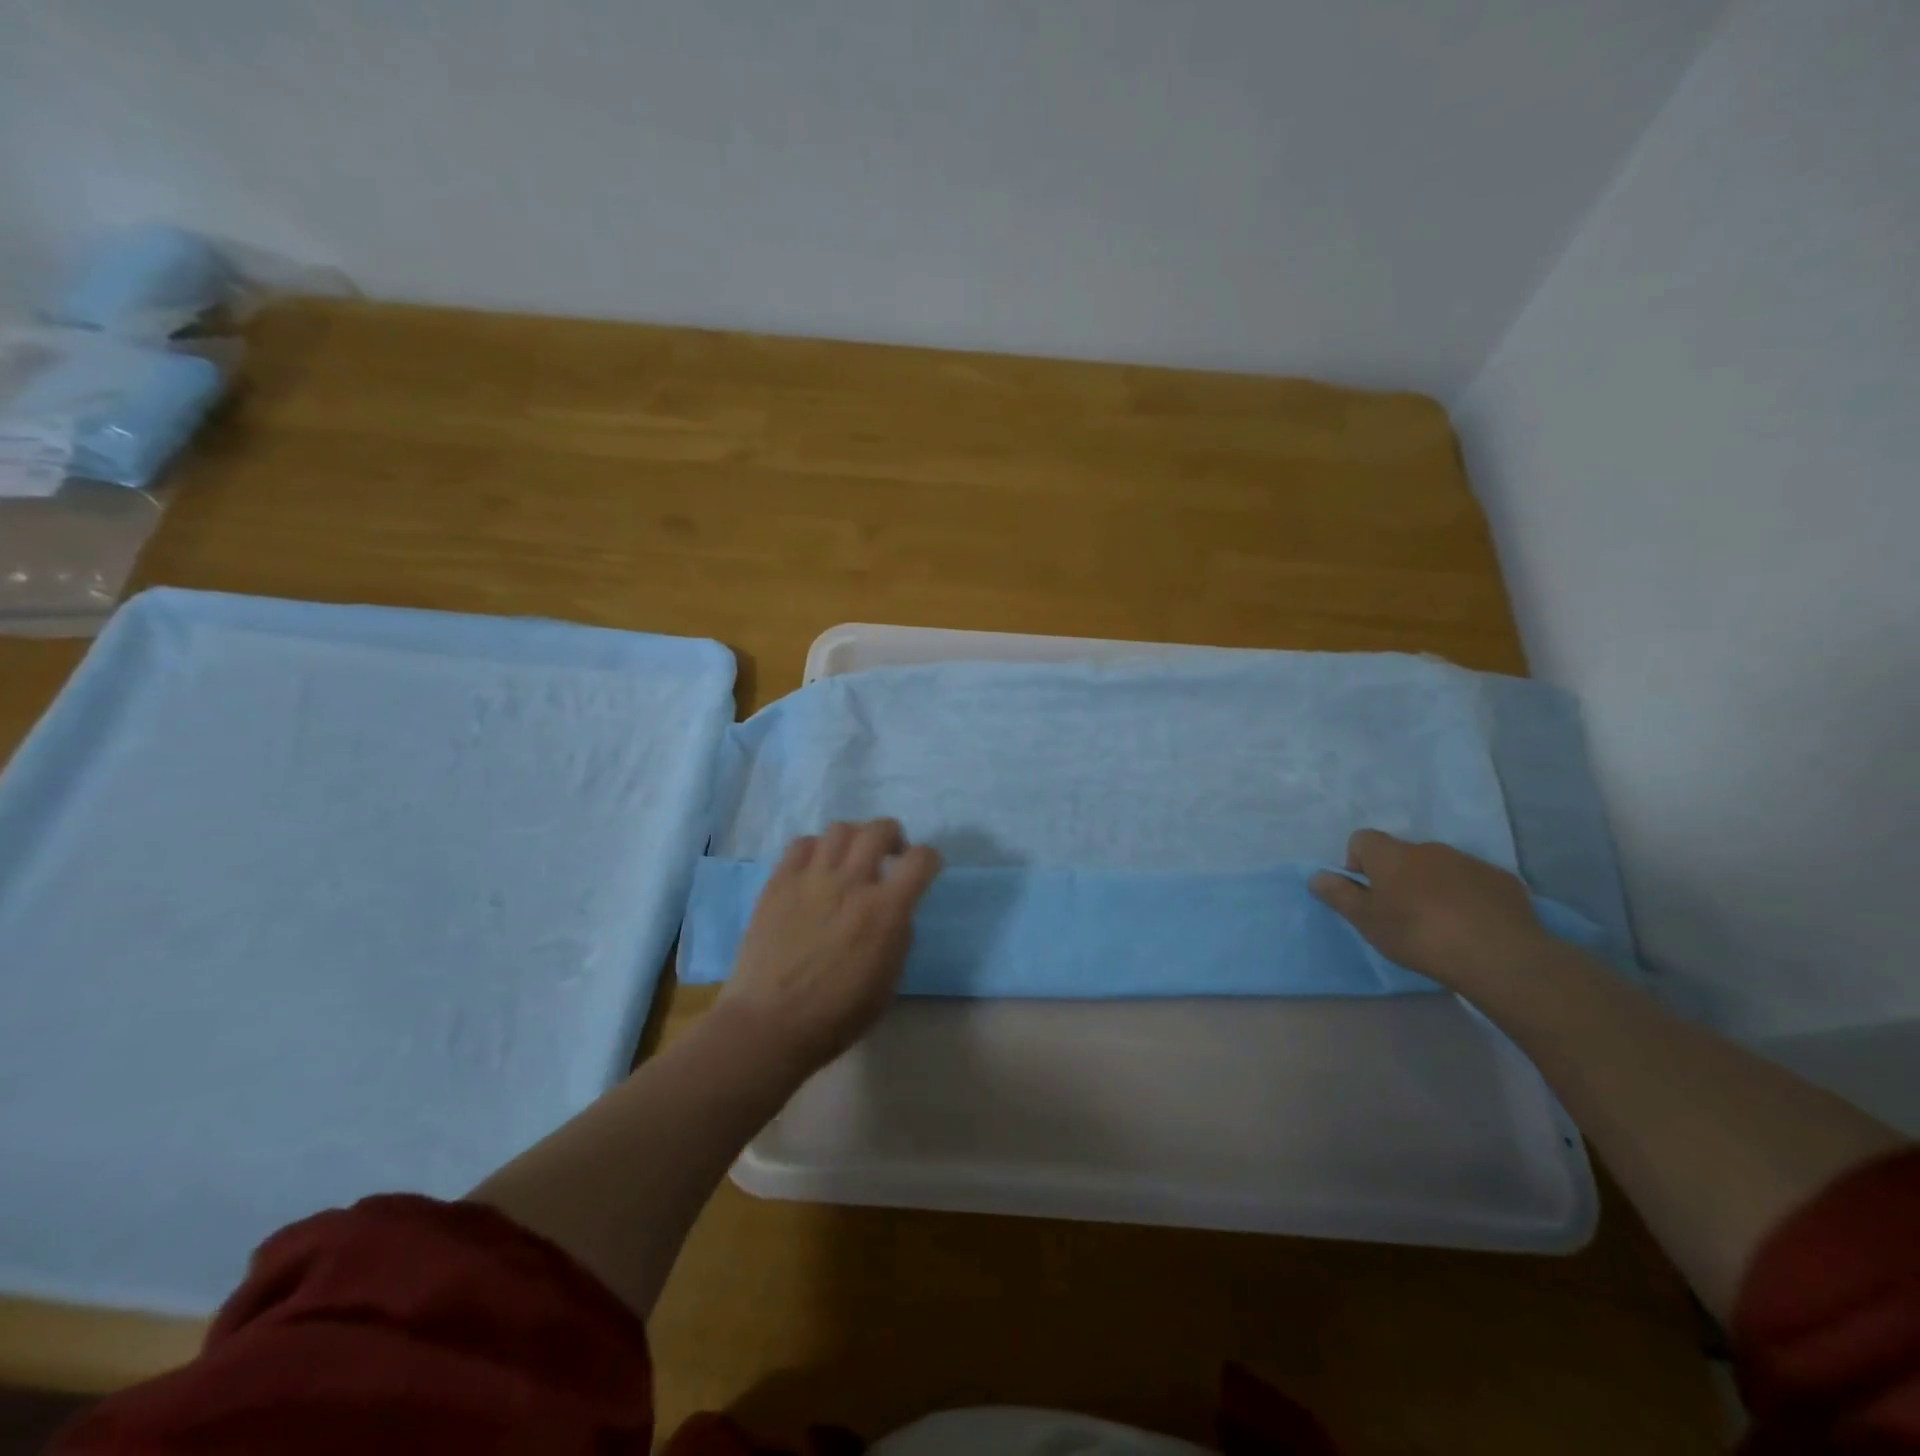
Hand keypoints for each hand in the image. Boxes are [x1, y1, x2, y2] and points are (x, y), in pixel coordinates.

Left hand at [718, 819, 942, 1075]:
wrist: (770, 1025)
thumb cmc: (837, 1016)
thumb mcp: (888, 982)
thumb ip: (898, 936)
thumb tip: (896, 911)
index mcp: (885, 911)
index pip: (921, 859)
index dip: (930, 859)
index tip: (924, 870)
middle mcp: (850, 883)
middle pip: (879, 829)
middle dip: (893, 836)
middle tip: (889, 856)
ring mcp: (810, 879)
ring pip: (840, 829)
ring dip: (854, 839)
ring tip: (850, 860)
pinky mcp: (778, 882)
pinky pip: (801, 843)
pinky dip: (817, 848)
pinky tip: (816, 869)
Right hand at [1309, 829, 1551, 989]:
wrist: (1500, 957)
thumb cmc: (1419, 936)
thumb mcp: (1367, 922)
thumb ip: (1339, 895)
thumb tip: (1317, 876)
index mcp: (1392, 855)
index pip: (1362, 839)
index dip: (1357, 862)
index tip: (1366, 892)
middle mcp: (1429, 848)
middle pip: (1402, 854)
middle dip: (1397, 876)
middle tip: (1400, 913)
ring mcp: (1469, 862)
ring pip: (1439, 866)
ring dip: (1431, 885)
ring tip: (1439, 922)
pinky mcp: (1502, 880)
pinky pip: (1473, 881)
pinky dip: (1466, 895)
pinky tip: (1472, 925)